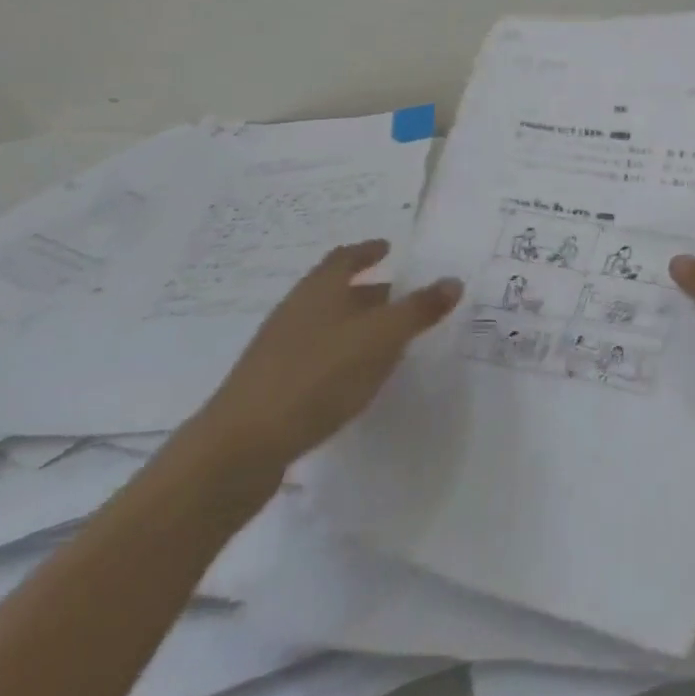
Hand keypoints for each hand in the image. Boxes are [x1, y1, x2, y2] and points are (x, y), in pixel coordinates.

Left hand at [192, 241, 462, 475]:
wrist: (241, 447)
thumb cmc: (318, 376)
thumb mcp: (381, 338)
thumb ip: (419, 309)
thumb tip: (453, 280)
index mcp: (320, 289)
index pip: (346, 257)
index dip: (368, 251)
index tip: (388, 248)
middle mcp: (297, 311)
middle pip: (337, 291)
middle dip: (370, 291)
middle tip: (403, 297)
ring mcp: (280, 350)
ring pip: (327, 325)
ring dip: (357, 326)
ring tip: (388, 339)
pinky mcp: (274, 386)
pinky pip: (317, 357)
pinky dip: (342, 356)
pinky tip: (358, 378)